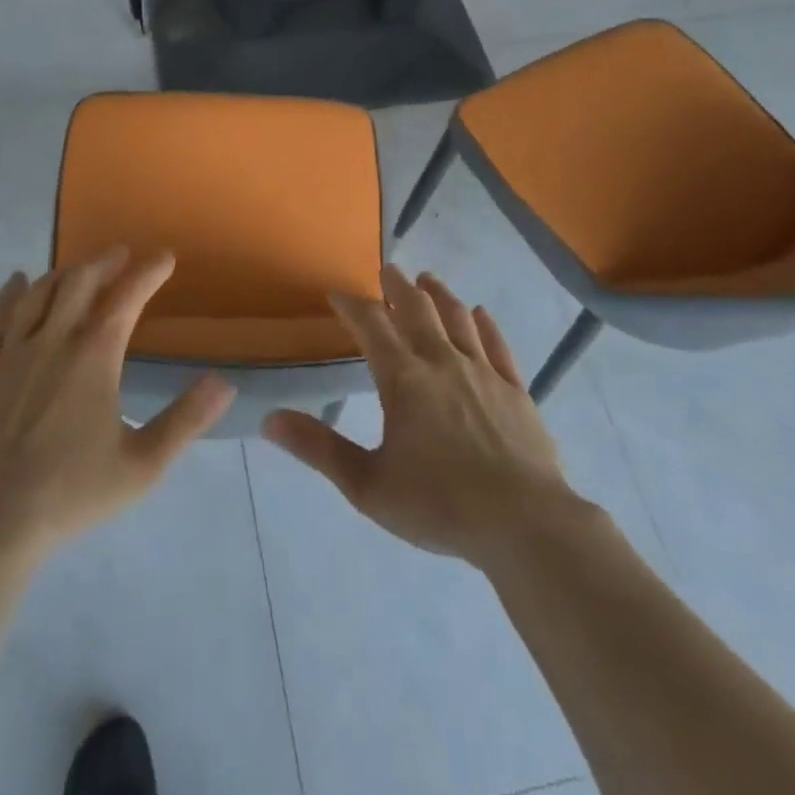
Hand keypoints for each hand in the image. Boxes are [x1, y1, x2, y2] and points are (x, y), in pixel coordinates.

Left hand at [0, 247, 235, 555]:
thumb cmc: (72, 492)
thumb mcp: (142, 464)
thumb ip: (186, 420)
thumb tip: (225, 383)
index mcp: (94, 356)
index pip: (127, 297)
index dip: (148, 272)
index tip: (164, 258)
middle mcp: (53, 340)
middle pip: (80, 282)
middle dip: (104, 262)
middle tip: (120, 254)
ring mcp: (11, 352)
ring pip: (39, 293)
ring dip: (63, 274)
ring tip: (78, 270)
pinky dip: (11, 292)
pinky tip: (18, 281)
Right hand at [263, 265, 579, 569]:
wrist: (526, 524)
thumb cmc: (440, 504)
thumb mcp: (368, 485)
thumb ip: (319, 448)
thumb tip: (269, 420)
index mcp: (404, 380)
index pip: (371, 326)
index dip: (352, 305)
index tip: (337, 294)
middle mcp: (442, 362)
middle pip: (417, 310)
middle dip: (398, 287)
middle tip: (388, 270)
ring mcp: (484, 372)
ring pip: (458, 319)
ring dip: (439, 295)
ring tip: (428, 280)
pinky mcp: (516, 390)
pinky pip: (498, 345)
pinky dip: (485, 324)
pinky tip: (480, 314)